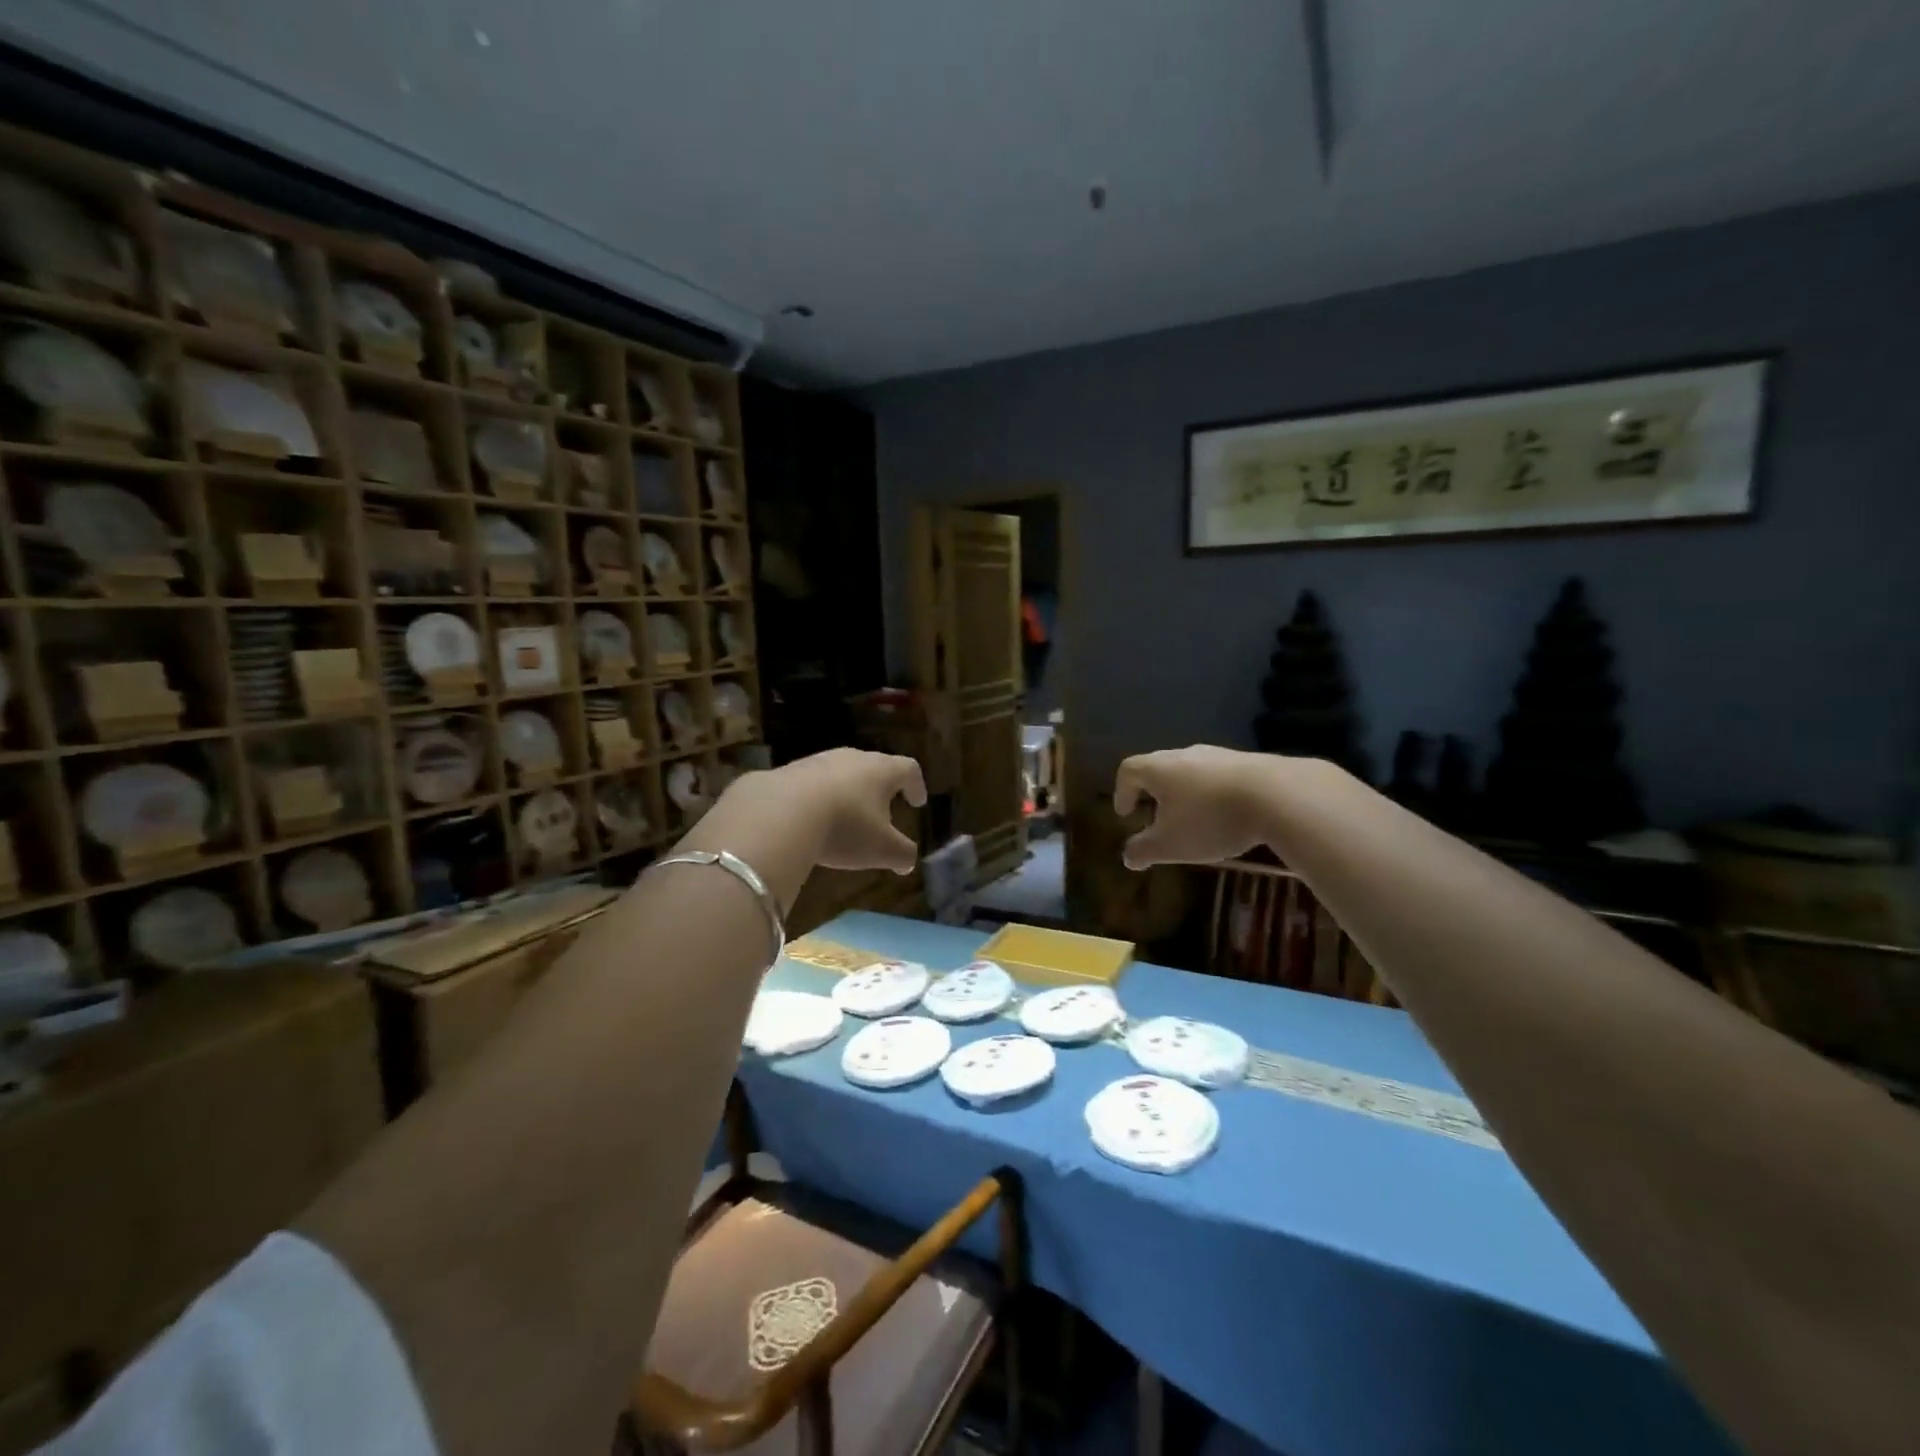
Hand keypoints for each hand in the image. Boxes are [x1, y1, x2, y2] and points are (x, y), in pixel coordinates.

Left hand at [728, 748, 927, 873]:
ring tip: (844, 819)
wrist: (779, 812)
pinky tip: (810, 822)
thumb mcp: (881, 850)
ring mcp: (818, 761)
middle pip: (873, 768)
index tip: (917, 802)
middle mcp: (852, 758)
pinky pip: (811, 784)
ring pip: (841, 774)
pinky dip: (817, 800)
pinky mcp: (788, 772)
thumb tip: (908, 862)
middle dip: (880, 790)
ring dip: (847, 794)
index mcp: (881, 771)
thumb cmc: (844, 827)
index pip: (908, 769)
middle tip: (882, 811)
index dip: (916, 785)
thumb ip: (902, 855)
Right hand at [1113, 745, 1273, 868]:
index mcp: (1158, 768)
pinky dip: (1215, 793)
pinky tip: (1229, 815)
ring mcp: (1218, 754)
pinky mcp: (1248, 761)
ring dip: (1186, 793)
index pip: (1129, 770)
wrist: (1278, 795)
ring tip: (1195, 819)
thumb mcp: (1171, 845)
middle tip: (1158, 818)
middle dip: (1155, 793)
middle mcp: (1184, 754)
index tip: (1126, 814)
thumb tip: (1128, 857)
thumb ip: (1144, 850)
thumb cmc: (1210, 819)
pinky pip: (1220, 776)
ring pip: (1191, 771)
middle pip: (1160, 767)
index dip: (1122, 792)